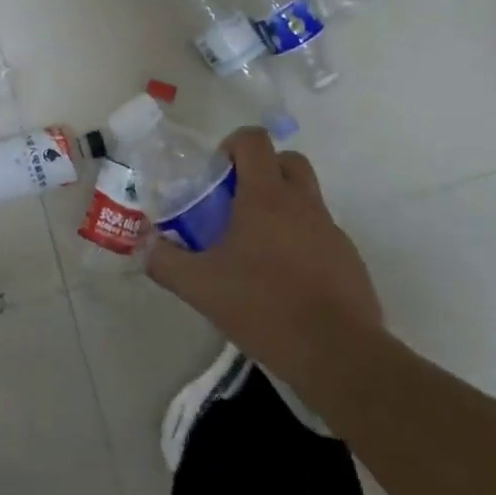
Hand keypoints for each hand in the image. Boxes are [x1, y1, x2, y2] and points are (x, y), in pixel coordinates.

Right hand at [148, 127, 382, 400]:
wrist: (337, 354)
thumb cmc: (264, 306)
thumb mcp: (200, 287)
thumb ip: (165, 261)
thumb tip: (146, 246)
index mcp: (266, 197)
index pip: (254, 140)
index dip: (233, 145)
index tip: (217, 175)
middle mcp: (303, 203)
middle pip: (288, 160)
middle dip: (262, 170)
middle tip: (236, 203)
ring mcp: (331, 231)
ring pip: (306, 198)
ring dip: (282, 207)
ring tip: (256, 249)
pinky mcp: (349, 260)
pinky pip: (320, 234)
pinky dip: (301, 241)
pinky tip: (284, 280)